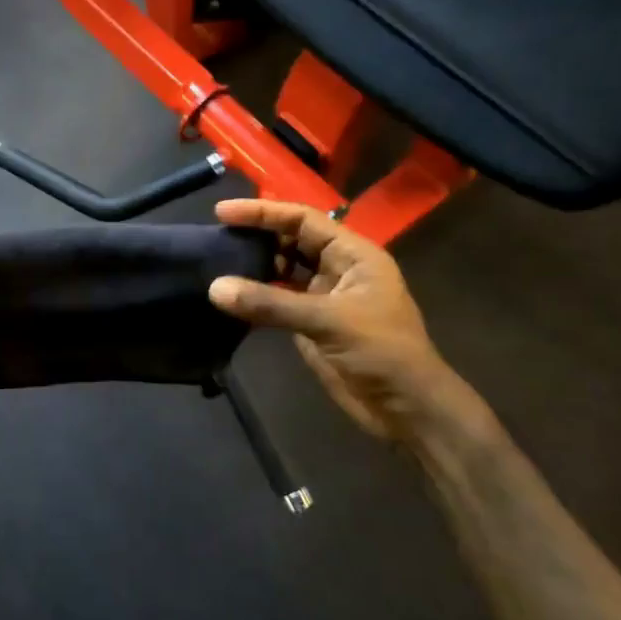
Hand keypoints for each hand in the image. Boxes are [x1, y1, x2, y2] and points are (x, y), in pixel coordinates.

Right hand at [207, 199, 461, 441]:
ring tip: (216, 262)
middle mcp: (338, 269)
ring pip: (283, 268)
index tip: (222, 212)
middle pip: (291, 240)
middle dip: (257, 236)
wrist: (406, 408)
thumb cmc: (380, 353)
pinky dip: (255, 295)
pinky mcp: (311, 323)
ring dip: (254, 265)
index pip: (303, 220)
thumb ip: (271, 303)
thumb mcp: (327, 321)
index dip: (263, 212)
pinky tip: (231, 295)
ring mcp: (324, 297)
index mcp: (354, 255)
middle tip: (215, 237)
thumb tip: (214, 288)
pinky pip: (277, 299)